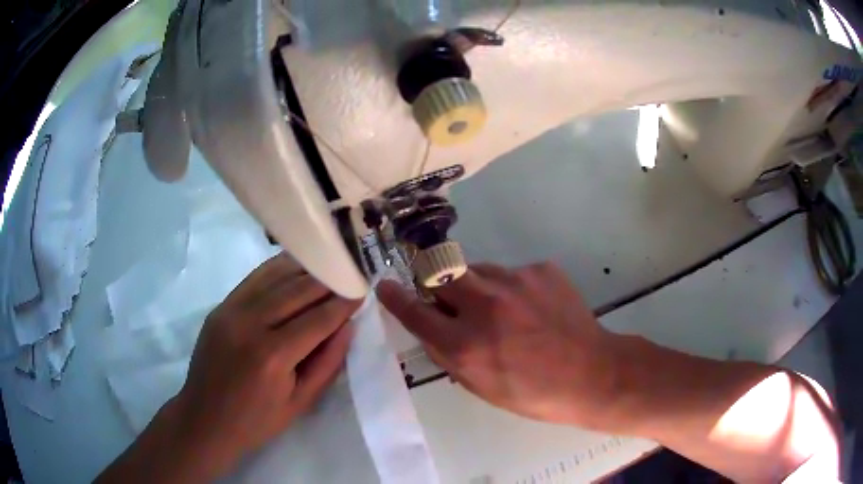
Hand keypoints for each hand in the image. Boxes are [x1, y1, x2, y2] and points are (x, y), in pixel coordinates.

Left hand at [172, 253, 360, 476]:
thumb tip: (347, 326)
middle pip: (297, 291)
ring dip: (305, 270)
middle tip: (350, 275)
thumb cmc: (256, 421)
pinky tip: (295, 267)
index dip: (343, 304)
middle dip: (328, 281)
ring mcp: (231, 311)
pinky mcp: (221, 306)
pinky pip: (254, 279)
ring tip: (328, 268)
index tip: (362, 291)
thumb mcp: (301, 403)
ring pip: (275, 277)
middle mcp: (250, 325)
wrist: (205, 419)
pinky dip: (278, 269)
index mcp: (273, 357)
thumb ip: (327, 363)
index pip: (318, 319)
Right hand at [378, 262, 621, 427]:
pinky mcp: (540, 269)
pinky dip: (513, 289)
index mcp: (466, 344)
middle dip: (436, 281)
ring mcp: (515, 281)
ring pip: (476, 270)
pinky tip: (534, 309)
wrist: (592, 373)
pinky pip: (512, 273)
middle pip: (439, 272)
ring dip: (478, 287)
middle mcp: (484, 306)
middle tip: (451, 297)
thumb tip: (430, 330)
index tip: (386, 286)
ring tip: (505, 311)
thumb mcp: (481, 388)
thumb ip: (449, 356)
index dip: (395, 298)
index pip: (415, 312)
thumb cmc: (534, 393)